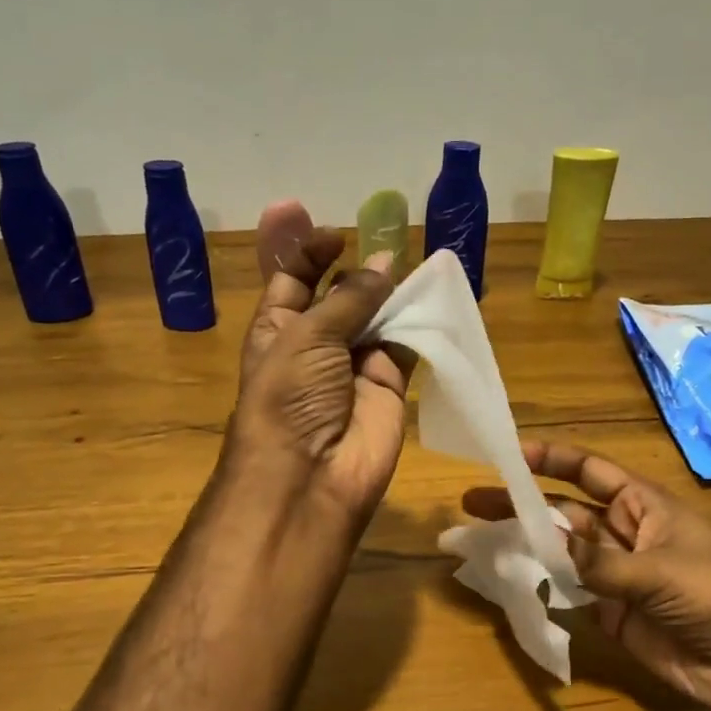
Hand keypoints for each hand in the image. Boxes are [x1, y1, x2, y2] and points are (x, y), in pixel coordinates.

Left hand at [225, 203, 411, 523]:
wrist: (311, 476)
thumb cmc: (290, 397)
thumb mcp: (307, 336)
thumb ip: (349, 298)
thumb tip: (384, 263)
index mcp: (277, 329)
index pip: (293, 280)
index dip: (310, 253)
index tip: (337, 234)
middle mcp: (316, 344)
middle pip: (338, 295)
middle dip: (357, 269)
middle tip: (387, 234)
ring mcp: (354, 364)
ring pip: (377, 316)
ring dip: (391, 291)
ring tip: (413, 257)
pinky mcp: (389, 384)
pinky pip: (406, 343)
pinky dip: (419, 321)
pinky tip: (432, 293)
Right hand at [463, 442, 710, 710]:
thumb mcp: (660, 571)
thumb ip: (600, 564)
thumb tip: (548, 550)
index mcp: (642, 505)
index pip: (588, 471)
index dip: (550, 459)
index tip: (509, 453)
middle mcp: (623, 534)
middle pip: (563, 512)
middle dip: (521, 504)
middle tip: (472, 501)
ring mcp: (615, 575)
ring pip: (560, 553)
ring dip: (524, 544)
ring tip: (477, 539)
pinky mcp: (612, 614)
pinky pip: (570, 593)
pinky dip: (541, 586)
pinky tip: (508, 580)